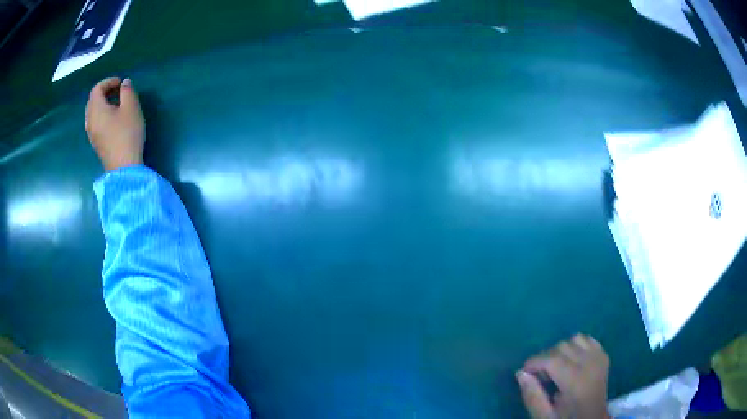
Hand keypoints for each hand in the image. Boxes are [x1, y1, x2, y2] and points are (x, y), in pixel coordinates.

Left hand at [85, 77, 144, 171]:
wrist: (123, 167)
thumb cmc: (127, 134)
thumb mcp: (131, 108)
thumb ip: (127, 91)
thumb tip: (124, 83)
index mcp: (96, 109)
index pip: (97, 89)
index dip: (108, 81)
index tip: (121, 83)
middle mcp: (90, 120)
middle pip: (92, 101)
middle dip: (104, 92)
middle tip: (117, 91)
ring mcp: (91, 134)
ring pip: (92, 113)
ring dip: (102, 104)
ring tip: (116, 105)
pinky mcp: (95, 143)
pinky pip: (95, 123)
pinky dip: (101, 115)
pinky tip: (112, 120)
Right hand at [517, 334, 610, 418]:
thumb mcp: (545, 416)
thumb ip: (533, 397)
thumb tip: (521, 373)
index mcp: (576, 381)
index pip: (552, 359)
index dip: (534, 362)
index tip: (524, 372)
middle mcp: (590, 364)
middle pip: (562, 347)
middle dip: (546, 358)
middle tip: (540, 377)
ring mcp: (599, 357)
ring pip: (575, 339)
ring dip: (561, 351)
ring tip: (556, 369)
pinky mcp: (603, 355)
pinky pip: (587, 339)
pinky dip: (576, 345)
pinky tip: (572, 361)